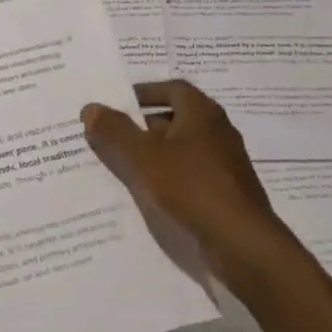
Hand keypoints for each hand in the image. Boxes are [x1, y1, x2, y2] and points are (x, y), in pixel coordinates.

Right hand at [81, 80, 288, 279]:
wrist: (241, 242)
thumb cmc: (191, 186)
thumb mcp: (144, 156)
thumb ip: (115, 131)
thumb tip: (91, 108)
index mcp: (202, 112)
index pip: (172, 88)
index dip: (145, 93)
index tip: (118, 103)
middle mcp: (217, 131)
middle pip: (176, 118)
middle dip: (143, 125)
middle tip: (112, 135)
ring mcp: (225, 164)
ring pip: (182, 149)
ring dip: (154, 154)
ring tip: (122, 166)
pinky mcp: (226, 193)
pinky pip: (190, 175)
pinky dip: (168, 178)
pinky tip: (148, 195)